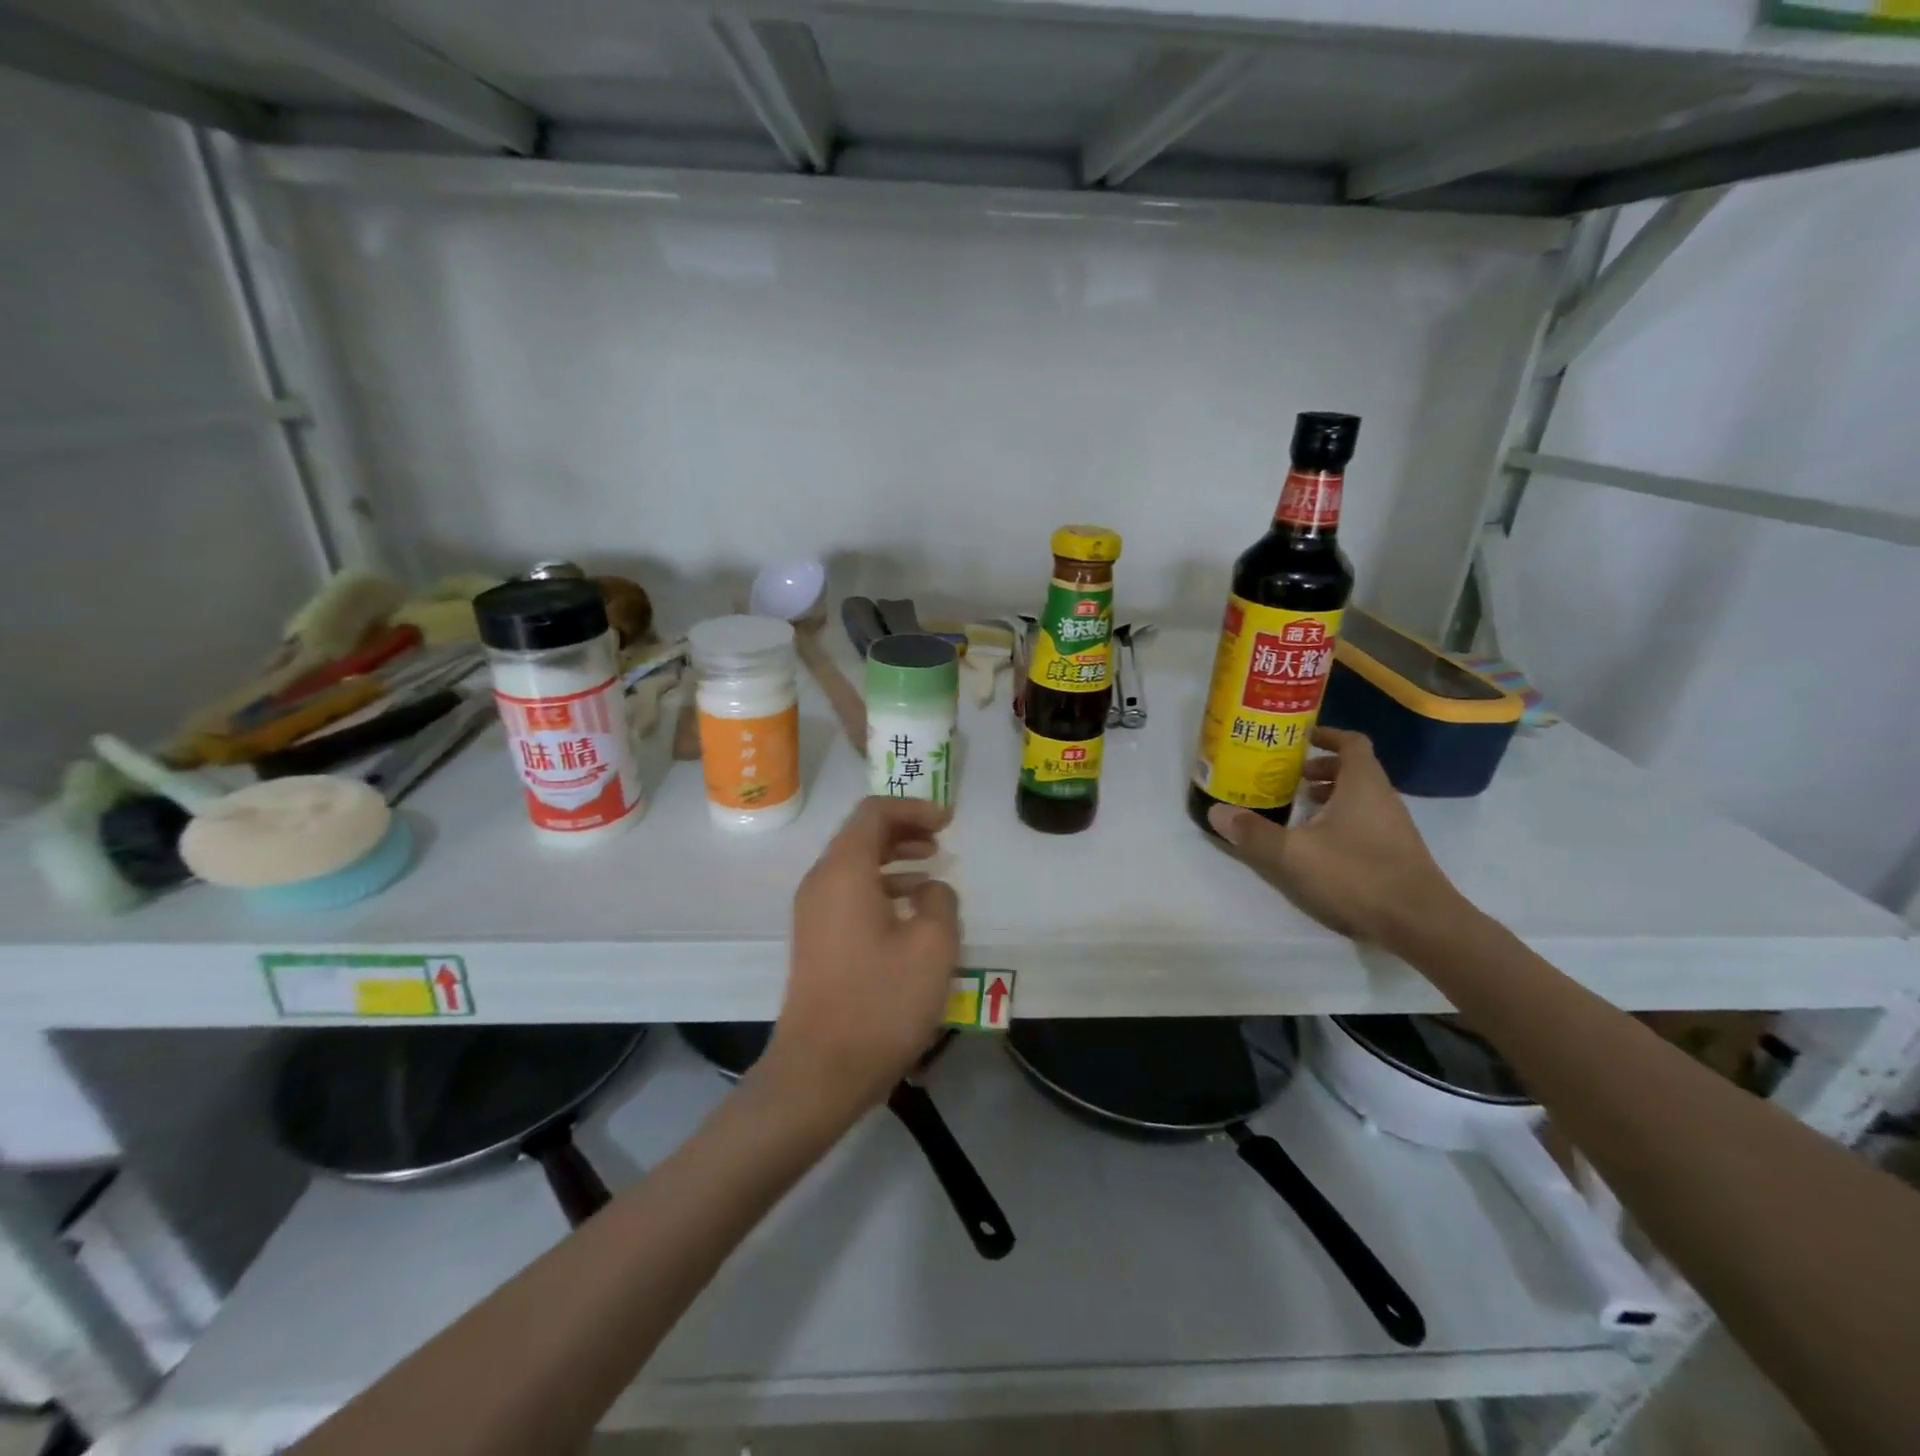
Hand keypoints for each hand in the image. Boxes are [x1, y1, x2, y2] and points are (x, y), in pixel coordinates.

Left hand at [761, 797, 959, 1127]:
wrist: (820, 1071)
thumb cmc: (881, 1002)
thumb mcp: (932, 946)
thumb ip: (941, 901)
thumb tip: (931, 889)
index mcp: (844, 871)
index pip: (873, 813)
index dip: (913, 808)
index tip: (948, 822)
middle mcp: (821, 883)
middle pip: (861, 835)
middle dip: (904, 830)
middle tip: (942, 840)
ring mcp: (813, 913)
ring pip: (855, 865)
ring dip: (894, 859)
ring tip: (933, 870)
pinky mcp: (816, 940)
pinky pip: (849, 893)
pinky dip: (881, 886)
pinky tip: (912, 911)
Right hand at [1207, 727, 1464, 949]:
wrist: (1421, 923)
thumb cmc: (1357, 875)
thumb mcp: (1294, 854)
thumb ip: (1254, 833)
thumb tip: (1217, 812)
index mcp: (1362, 784)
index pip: (1351, 742)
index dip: (1326, 735)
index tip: (1299, 739)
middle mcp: (1382, 797)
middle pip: (1354, 768)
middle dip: (1321, 768)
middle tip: (1289, 777)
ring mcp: (1393, 826)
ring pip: (1360, 796)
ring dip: (1330, 795)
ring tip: (1298, 809)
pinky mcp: (1396, 851)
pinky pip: (1365, 820)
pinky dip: (1341, 819)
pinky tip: (1318, 844)